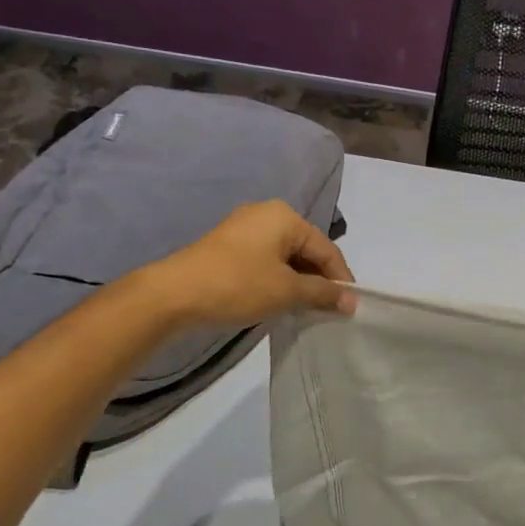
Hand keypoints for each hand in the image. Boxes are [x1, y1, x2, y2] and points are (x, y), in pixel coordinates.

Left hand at [157, 201, 355, 327]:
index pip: (326, 248)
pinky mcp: (228, 247)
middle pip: (306, 250)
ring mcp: (244, 230)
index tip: (350, 307)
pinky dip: (278, 280)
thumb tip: (352, 301)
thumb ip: (323, 293)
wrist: (172, 296)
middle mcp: (266, 215)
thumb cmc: (237, 285)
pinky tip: (280, 302)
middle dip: (319, 280)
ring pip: (286, 257)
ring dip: (299, 283)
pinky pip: (266, 261)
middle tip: (329, 311)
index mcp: (285, 217)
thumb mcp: (286, 291)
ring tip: (307, 310)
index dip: (341, 279)